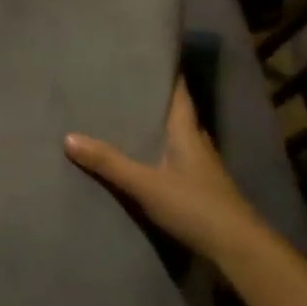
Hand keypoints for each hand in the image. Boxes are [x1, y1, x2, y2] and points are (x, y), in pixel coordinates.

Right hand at [67, 81, 306, 305]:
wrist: (238, 250)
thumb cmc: (196, 206)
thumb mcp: (146, 184)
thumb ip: (109, 163)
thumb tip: (67, 137)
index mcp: (187, 131)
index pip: (178, 91)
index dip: (165, 72)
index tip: (145, 55)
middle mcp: (197, 142)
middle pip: (174, 112)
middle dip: (150, 99)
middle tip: (119, 85)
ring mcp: (201, 167)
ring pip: (174, 137)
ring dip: (153, 127)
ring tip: (121, 118)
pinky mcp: (199, 188)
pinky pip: (173, 159)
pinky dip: (156, 152)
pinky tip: (138, 158)